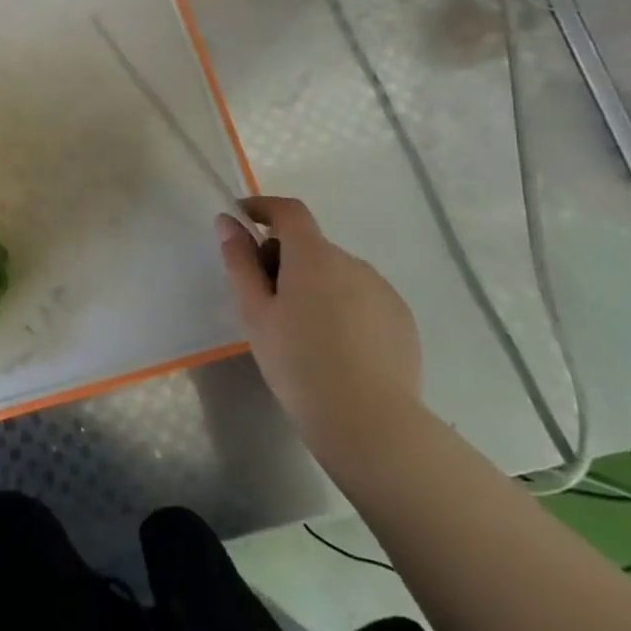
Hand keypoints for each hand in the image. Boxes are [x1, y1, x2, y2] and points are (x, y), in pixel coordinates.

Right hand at [217, 197, 423, 457]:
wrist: (370, 423)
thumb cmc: (298, 364)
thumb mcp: (255, 312)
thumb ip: (240, 261)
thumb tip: (228, 222)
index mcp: (313, 256)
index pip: (288, 211)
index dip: (263, 208)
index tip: (243, 220)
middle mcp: (352, 262)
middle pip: (310, 246)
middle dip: (284, 259)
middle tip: (265, 301)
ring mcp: (382, 290)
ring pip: (337, 273)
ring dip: (314, 284)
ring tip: (302, 332)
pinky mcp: (401, 319)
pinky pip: (362, 297)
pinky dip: (342, 307)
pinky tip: (336, 348)